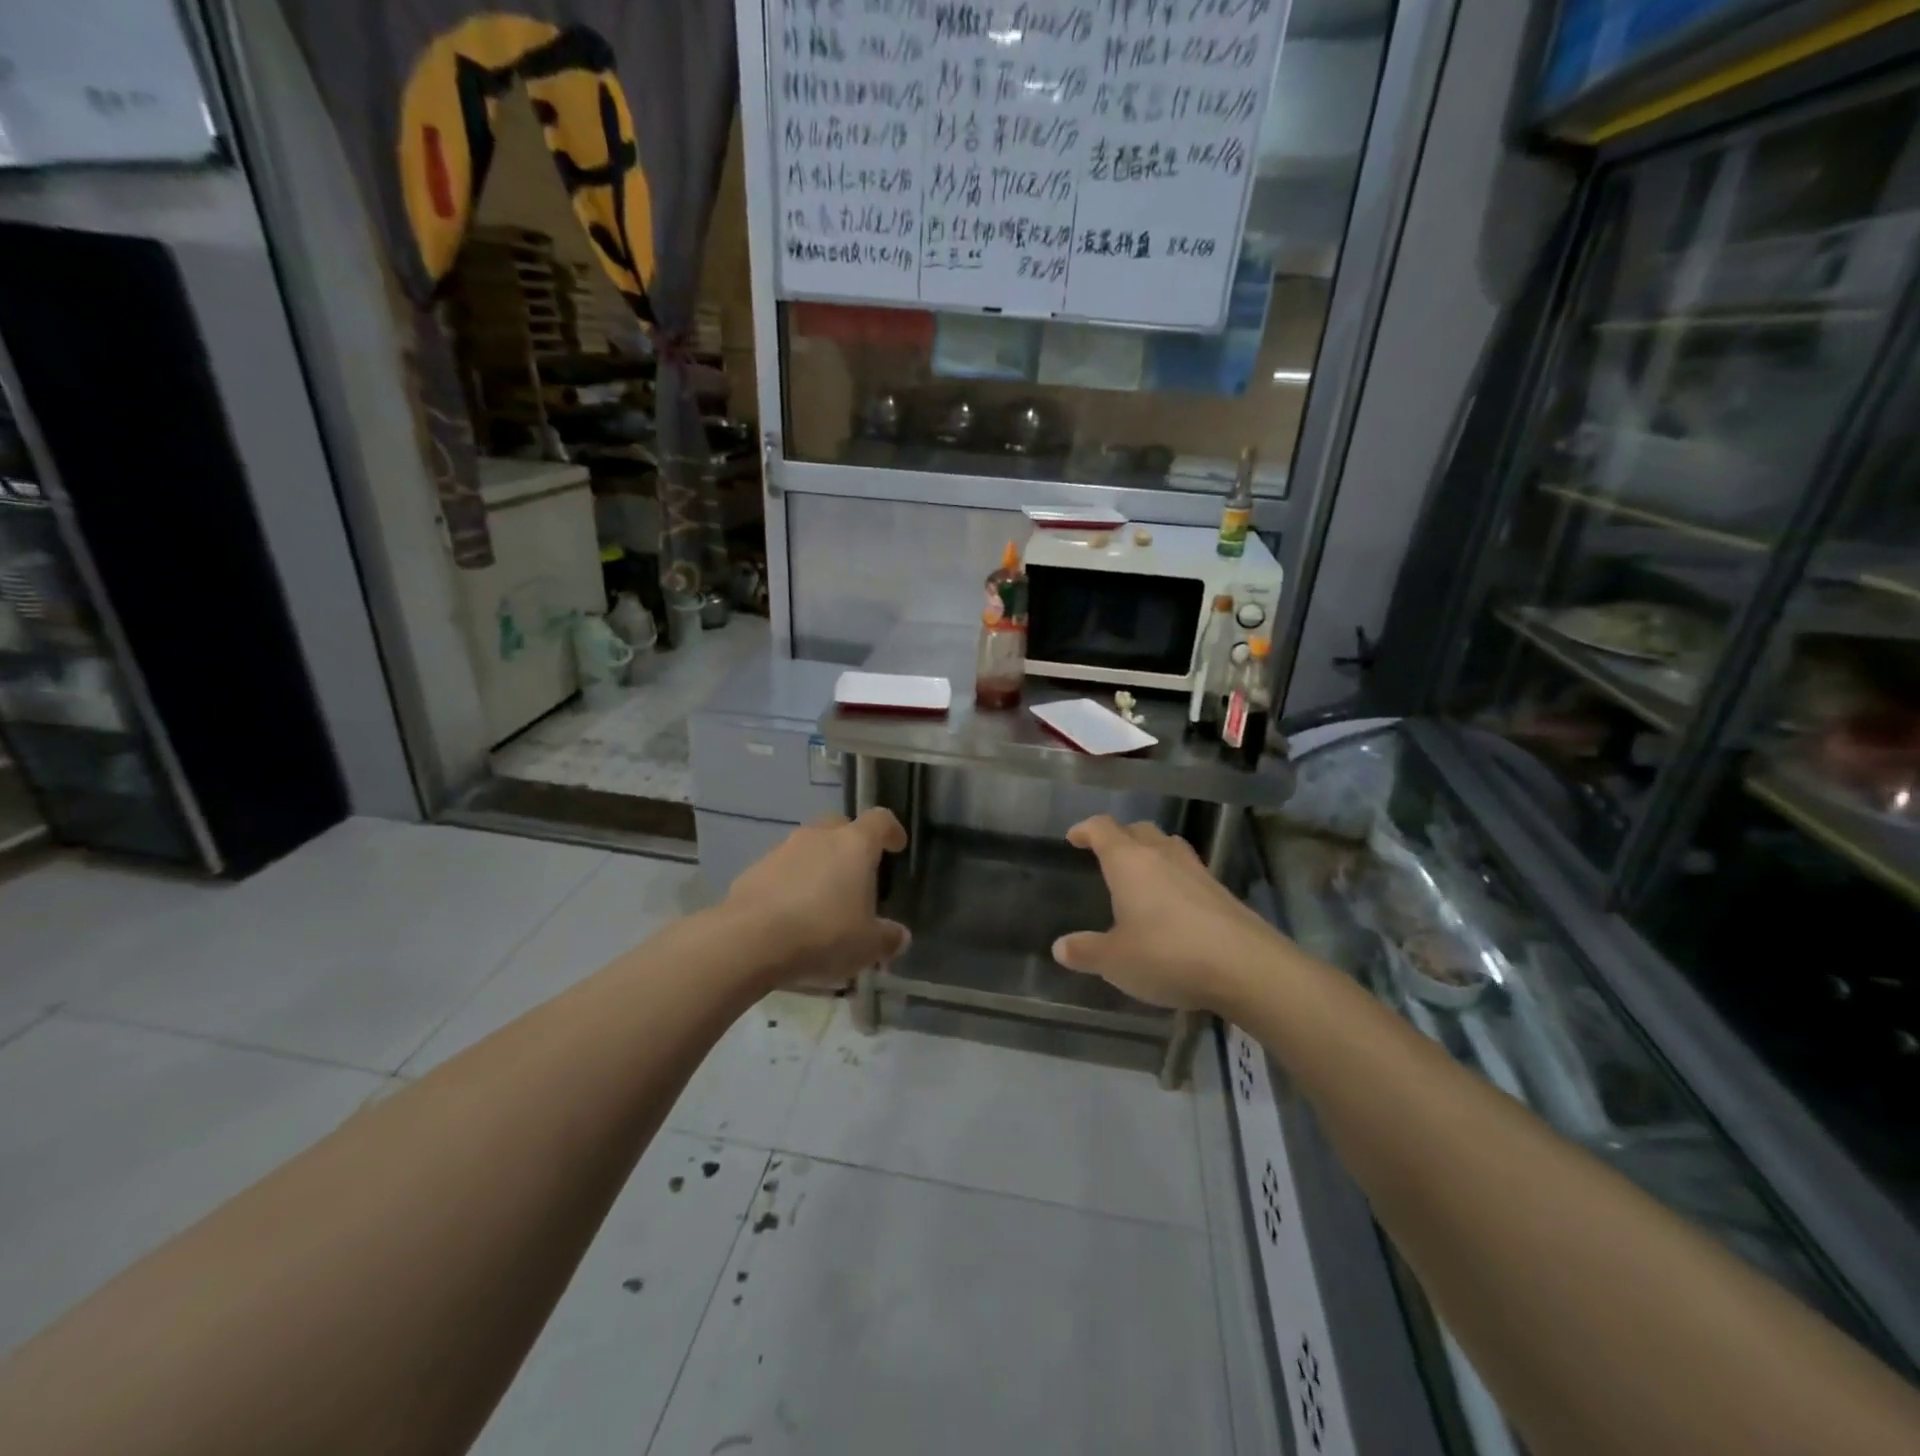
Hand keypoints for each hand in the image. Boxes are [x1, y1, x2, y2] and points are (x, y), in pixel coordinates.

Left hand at [725, 809, 909, 987]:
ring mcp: (781, 850)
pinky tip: (791, 917)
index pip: (880, 820)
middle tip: (857, 875)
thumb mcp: (868, 946)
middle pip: (840, 827)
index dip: (891, 831)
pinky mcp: (753, 870)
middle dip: (850, 846)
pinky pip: (781, 871)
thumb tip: (899, 936)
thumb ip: (888, 938)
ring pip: (808, 848)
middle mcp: (818, 837)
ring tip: (822, 903)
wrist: (749, 941)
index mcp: (854, 845)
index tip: (896, 845)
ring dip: (818, 867)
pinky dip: (790, 885)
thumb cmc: (823, 934)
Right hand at [1053, 815, 1281, 1011]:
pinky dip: (1173, 878)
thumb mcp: (1115, 960)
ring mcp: (1196, 870)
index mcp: (1129, 861)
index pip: (1102, 828)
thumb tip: (1060, 947)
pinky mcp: (1221, 891)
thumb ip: (1086, 951)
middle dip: (1120, 837)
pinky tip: (1172, 905)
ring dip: (1151, 853)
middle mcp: (1162, 855)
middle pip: (1138, 830)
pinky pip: (1188, 871)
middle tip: (1107, 855)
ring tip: (1140, 875)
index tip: (1074, 838)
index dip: (1085, 829)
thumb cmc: (1167, 954)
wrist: (1246, 967)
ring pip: (1167, 846)